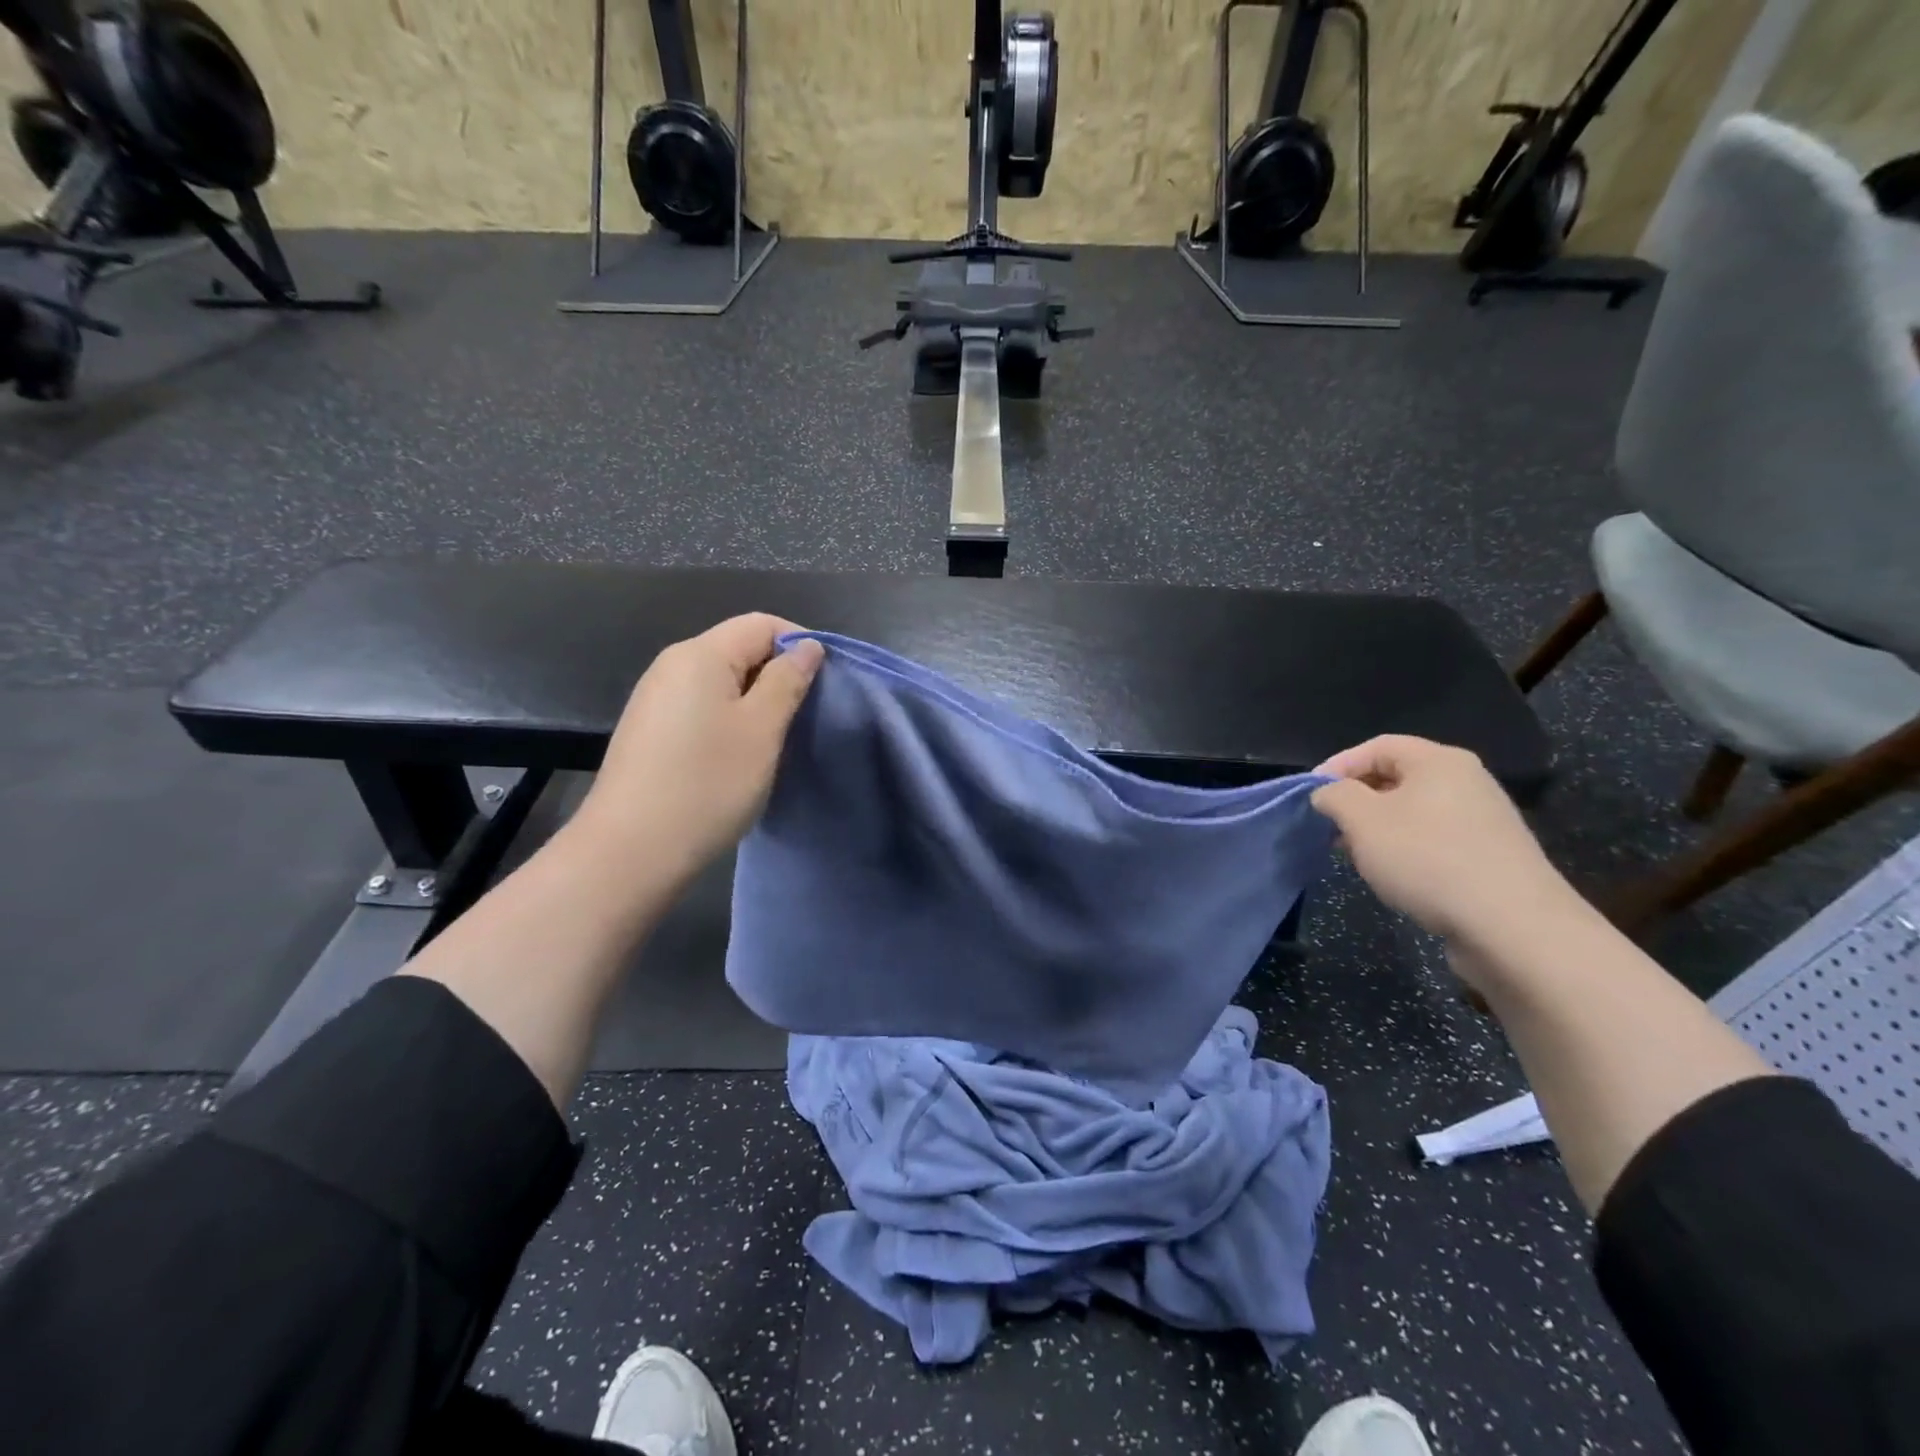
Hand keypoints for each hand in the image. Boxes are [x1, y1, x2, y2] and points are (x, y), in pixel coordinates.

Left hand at [570, 615, 824, 881]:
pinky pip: (700, 705)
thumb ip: (787, 681)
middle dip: (777, 672)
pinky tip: (737, 754)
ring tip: (776, 737)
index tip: (825, 682)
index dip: (799, 643)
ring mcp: (655, 698)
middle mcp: (671, 665)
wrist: (631, 850)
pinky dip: (728, 718)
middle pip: (738, 648)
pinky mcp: (649, 729)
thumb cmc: (707, 783)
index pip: (761, 624)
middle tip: (805, 714)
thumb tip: (807, 647)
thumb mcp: (762, 729)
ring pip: (720, 680)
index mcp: (700, 654)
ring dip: (755, 699)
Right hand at [1310, 735, 1573, 945]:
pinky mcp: (1490, 856)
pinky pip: (1434, 839)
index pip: (1377, 747)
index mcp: (1439, 761)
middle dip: (1356, 800)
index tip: (1311, 796)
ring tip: (1356, 856)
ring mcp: (1483, 820)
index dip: (1338, 765)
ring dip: (1377, 829)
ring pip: (1413, 812)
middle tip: (1329, 827)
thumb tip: (1329, 793)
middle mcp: (1467, 781)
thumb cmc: (1427, 858)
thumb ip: (1335, 796)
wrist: (1512, 926)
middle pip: (1396, 777)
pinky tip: (1394, 877)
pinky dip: (1405, 850)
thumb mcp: (1362, 820)